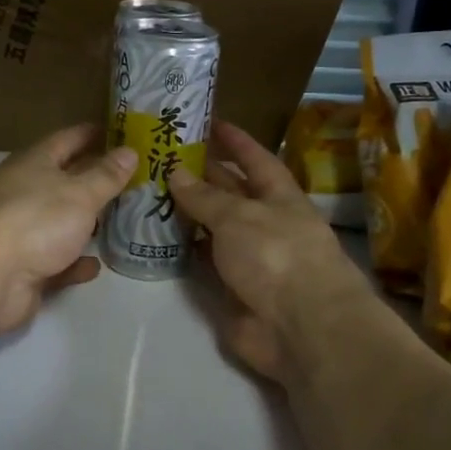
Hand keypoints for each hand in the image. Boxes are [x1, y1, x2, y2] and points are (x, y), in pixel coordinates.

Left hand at [0, 124, 136, 334]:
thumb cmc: (34, 221)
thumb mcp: (79, 193)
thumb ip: (106, 175)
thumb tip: (129, 151)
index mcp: (32, 164)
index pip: (66, 139)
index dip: (92, 134)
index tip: (120, 131)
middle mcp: (23, 193)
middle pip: (63, 180)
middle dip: (94, 178)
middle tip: (132, 177)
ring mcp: (20, 233)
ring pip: (59, 223)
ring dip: (85, 222)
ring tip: (119, 220)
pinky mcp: (23, 269)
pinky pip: (55, 262)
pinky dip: (73, 262)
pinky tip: (95, 265)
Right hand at [169, 121, 374, 382]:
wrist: (300, 327)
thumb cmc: (277, 255)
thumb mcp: (239, 216)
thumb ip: (205, 196)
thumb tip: (176, 170)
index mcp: (280, 197)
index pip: (257, 160)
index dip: (236, 141)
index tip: (210, 122)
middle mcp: (266, 223)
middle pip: (232, 192)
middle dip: (202, 174)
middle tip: (162, 155)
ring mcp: (249, 257)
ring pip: (214, 227)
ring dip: (187, 212)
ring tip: (149, 190)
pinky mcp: (232, 288)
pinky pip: (203, 261)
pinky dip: (184, 249)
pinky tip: (156, 234)